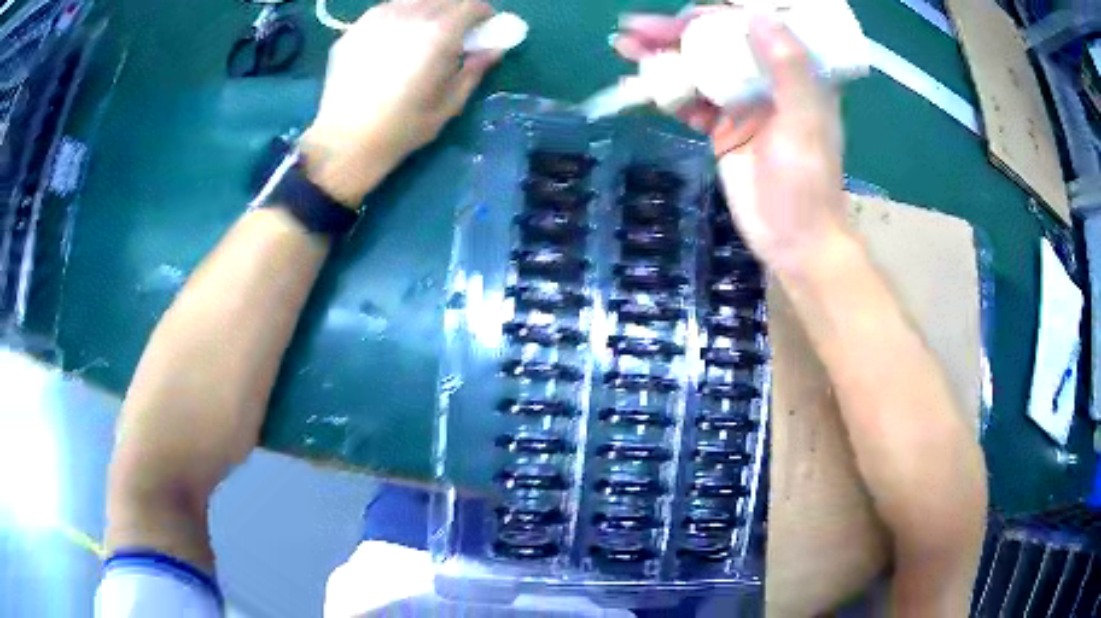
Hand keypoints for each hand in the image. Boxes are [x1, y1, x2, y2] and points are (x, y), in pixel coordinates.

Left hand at [301, 0, 500, 205]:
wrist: (345, 141)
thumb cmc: (403, 127)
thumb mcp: (450, 102)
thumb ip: (475, 68)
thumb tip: (494, 48)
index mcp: (438, 32)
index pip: (471, 5)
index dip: (483, 15)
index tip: (483, 29)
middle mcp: (409, 15)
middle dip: (455, 11)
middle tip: (455, 32)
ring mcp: (376, 19)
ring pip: (412, 0)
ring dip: (426, 9)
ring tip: (422, 33)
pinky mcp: (354, 29)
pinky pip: (385, 11)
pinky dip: (399, 17)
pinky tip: (393, 40)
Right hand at [614, 11, 848, 272]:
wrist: (792, 240)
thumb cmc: (808, 184)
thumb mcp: (804, 122)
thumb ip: (788, 68)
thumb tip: (758, 16)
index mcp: (795, 74)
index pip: (754, 29)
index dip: (717, 16)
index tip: (685, 16)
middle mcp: (767, 81)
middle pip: (718, 45)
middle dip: (677, 33)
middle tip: (636, 27)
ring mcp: (741, 104)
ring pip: (699, 69)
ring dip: (662, 56)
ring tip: (624, 45)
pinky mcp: (722, 128)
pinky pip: (691, 101)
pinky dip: (667, 91)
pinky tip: (641, 82)